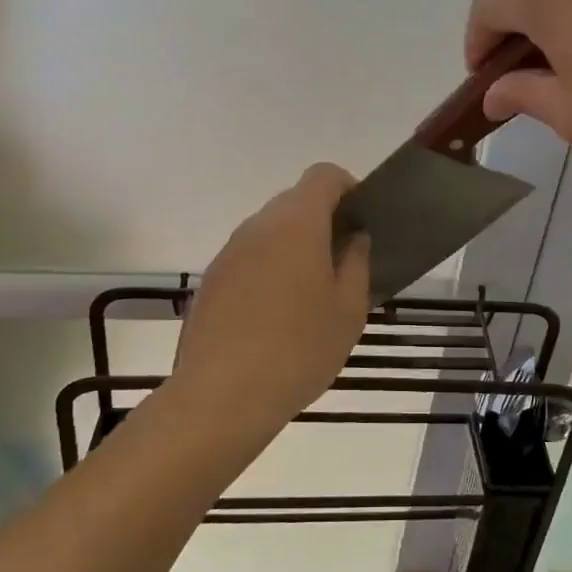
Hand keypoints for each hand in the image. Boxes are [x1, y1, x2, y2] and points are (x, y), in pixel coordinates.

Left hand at [173, 164, 370, 443]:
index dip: (347, 187)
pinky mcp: (211, 280)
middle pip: (294, 201)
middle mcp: (258, 226)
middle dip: (322, 220)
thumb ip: (357, 263)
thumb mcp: (348, 310)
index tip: (360, 220)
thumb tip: (354, 238)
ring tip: (310, 294)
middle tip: (343, 262)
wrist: (221, 396)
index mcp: (297, 224)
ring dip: (294, 247)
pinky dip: (268, 270)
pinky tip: (276, 316)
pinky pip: (249, 258)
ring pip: (269, 231)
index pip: (323, 175)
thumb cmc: (298, 349)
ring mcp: (229, 252)